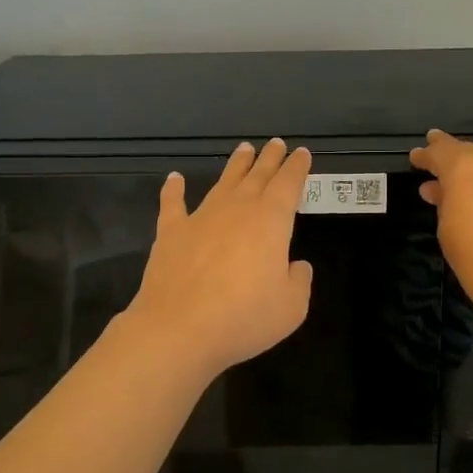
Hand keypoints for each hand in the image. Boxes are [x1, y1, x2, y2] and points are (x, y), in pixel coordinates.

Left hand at [121, 138, 314, 381]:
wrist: (179, 328)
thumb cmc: (244, 317)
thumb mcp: (291, 307)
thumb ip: (298, 281)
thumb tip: (296, 266)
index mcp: (271, 221)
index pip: (289, 184)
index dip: (297, 167)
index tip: (301, 153)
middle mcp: (237, 209)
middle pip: (257, 176)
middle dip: (269, 159)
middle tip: (276, 144)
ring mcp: (201, 217)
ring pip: (223, 182)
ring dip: (235, 165)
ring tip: (244, 150)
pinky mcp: (171, 233)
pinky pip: (173, 204)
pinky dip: (173, 190)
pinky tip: (174, 178)